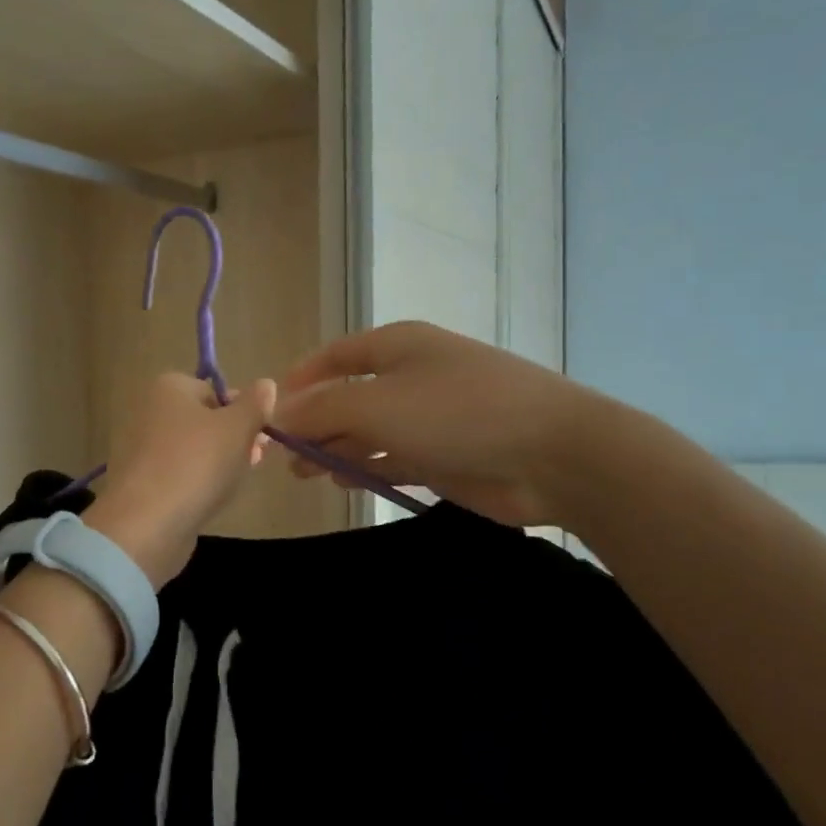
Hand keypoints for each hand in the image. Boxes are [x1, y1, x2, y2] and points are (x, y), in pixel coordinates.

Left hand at [85, 373, 275, 588]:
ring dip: (219, 463)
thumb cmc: (196, 463)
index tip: (261, 437)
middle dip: (235, 440)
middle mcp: (149, 410)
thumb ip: (255, 404)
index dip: (243, 413)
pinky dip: (196, 483)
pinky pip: (178, 474)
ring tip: (235, 483)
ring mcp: (140, 448)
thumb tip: (266, 384)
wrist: (147, 523)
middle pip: (205, 420)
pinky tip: (211, 499)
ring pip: (193, 449)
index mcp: (168, 387)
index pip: (216, 391)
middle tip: (255, 461)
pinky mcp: (139, 482)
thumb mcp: (238, 427)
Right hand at [272, 321, 603, 528]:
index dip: (300, 379)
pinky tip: (345, 480)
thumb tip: (278, 416)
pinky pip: (393, 456)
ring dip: (336, 448)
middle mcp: (411, 375)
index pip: (334, 356)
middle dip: (314, 422)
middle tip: (284, 455)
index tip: (270, 411)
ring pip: (369, 429)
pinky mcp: (446, 454)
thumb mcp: (377, 404)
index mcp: (396, 345)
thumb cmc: (458, 412)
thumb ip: (322, 410)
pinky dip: (367, 466)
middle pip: (348, 395)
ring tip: (306, 473)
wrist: (555, 455)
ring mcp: (430, 416)